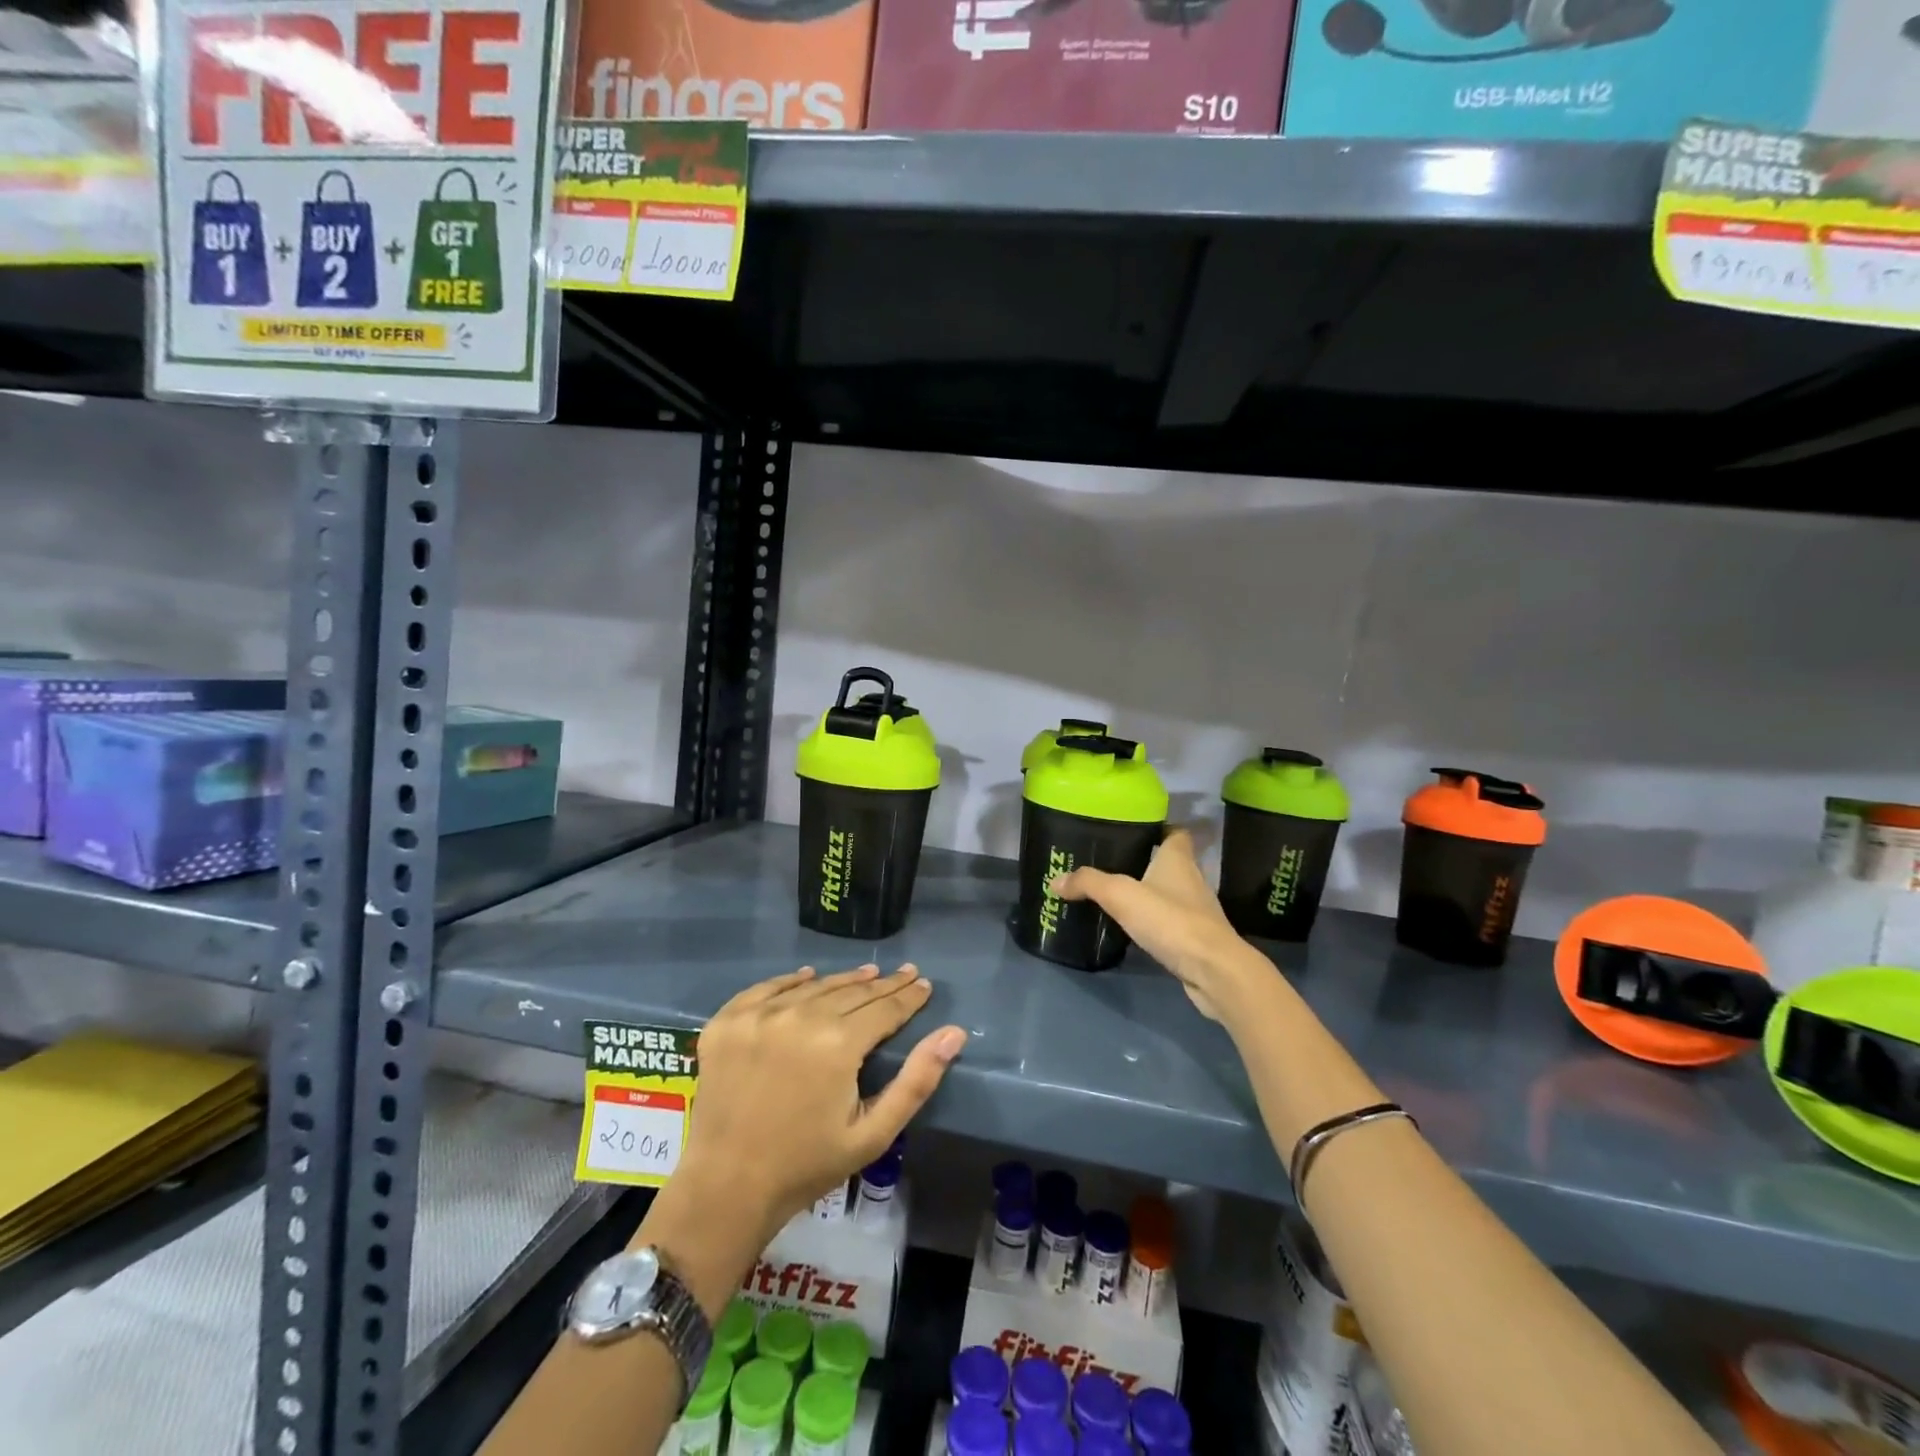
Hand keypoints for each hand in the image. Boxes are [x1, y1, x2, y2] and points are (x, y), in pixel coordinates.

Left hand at [677, 964, 965, 1240]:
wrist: (725, 1188)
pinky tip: (808, 977)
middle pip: (852, 992)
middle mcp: (799, 1017)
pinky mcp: (727, 1021)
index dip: (908, 997)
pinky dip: (792, 981)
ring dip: (844, 980)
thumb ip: (916, 1081)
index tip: (924, 984)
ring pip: (815, 987)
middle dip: (883, 985)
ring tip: (867, 974)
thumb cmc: (806, 1165)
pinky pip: (767, 989)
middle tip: (904, 974)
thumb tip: (954, 1033)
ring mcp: (758, 1015)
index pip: (884, 1009)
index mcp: (837, 1044)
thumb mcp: (873, 1133)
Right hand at [1050, 829, 1267, 1022]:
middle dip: (1145, 861)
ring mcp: (1197, 911)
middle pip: (1169, 862)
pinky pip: (1171, 922)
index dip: (1159, 828)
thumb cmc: (1171, 920)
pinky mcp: (1196, 939)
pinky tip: (1133, 928)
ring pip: (1170, 893)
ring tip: (1116, 895)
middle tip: (1111, 863)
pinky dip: (1155, 922)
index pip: (1175, 832)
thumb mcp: (1121, 895)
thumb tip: (1056, 880)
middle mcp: (1192, 879)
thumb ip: (1088, 883)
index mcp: (1178, 859)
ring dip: (1149, 893)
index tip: (1134, 830)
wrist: (1214, 970)